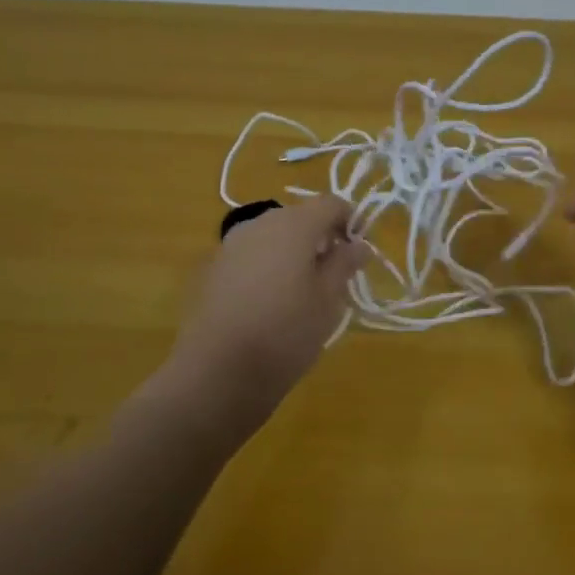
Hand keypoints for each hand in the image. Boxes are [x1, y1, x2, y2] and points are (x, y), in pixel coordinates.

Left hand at [173, 195, 367, 402]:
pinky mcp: (214, 268)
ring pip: (273, 236)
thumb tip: (359, 245)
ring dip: (294, 253)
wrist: (218, 371)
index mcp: (293, 224)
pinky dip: (269, 267)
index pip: (331, 203)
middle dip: (321, 238)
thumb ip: (344, 265)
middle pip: (300, 217)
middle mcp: (259, 223)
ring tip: (304, 293)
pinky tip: (271, 303)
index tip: (359, 254)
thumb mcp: (327, 301)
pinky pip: (252, 255)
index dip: (351, 222)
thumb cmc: (286, 333)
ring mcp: (231, 244)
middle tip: (335, 277)